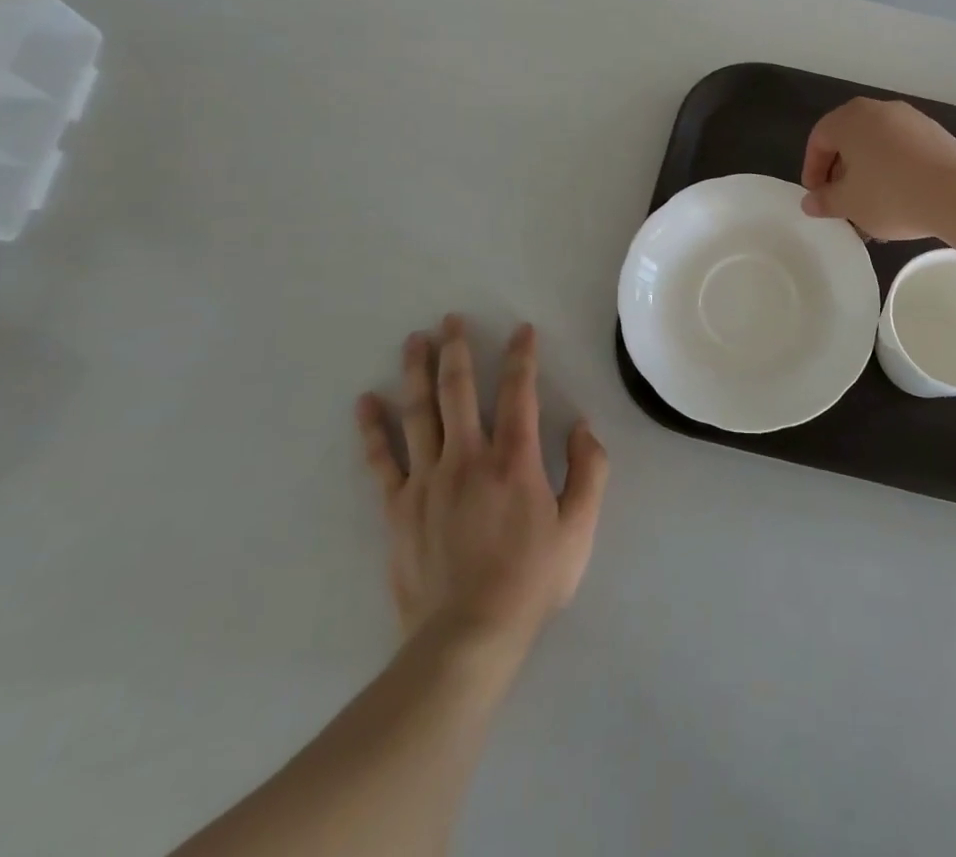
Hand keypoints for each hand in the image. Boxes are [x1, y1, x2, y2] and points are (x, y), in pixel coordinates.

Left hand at [355, 315, 607, 652]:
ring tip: (414, 340)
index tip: (521, 330)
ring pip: (418, 413)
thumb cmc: (530, 580)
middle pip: (458, 390)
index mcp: (514, 459)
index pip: (519, 391)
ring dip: (416, 372)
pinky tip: (365, 401)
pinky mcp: (398, 507)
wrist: (467, 637)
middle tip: (450, 319)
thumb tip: (582, 426)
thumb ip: (589, 470)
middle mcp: (468, 457)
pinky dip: (372, 429)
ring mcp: (427, 480)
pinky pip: (382, 460)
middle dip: (457, 349)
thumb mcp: (579, 528)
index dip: (522, 356)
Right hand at [800, 97, 955, 240]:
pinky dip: (894, 168)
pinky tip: (901, 195)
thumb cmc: (891, 195)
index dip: (812, 170)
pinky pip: (903, 148)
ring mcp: (912, 118)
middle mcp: (880, 109)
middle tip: (841, 199)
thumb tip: (810, 202)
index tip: (817, 197)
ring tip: (871, 202)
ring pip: (878, 143)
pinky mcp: (936, 133)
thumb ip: (824, 200)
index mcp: (851, 119)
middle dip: (840, 170)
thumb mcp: (849, 204)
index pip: (819, 139)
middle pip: (849, 138)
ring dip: (868, 170)